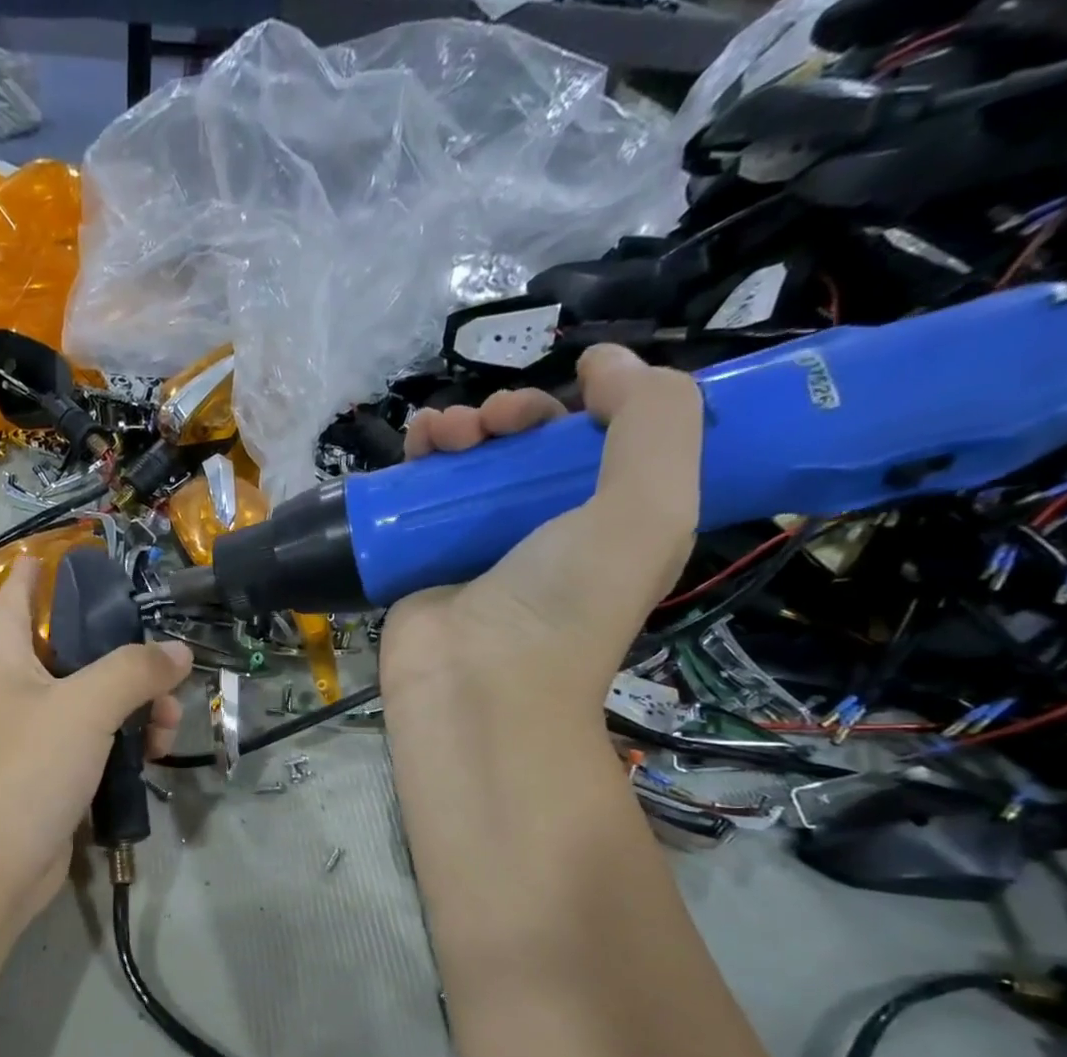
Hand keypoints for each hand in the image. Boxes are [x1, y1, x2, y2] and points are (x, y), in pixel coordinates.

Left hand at [0, 556, 192, 942]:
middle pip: (72, 649)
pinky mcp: (50, 776)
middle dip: (123, 653)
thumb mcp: (85, 707)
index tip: (78, 552)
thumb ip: (134, 670)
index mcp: (3, 657)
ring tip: (171, 724)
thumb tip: (178, 651)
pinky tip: (156, 755)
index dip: (43, 569)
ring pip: (93, 701)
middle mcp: (14, 690)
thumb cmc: (25, 770)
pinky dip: (125, 743)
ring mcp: (31, 736)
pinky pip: (95, 743)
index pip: (18, 595)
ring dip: (136, 705)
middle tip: (166, 664)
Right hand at [381, 345, 701, 714]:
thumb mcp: (650, 507)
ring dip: (459, 429)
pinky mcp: (423, 561)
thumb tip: (603, 363)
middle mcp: (546, 532)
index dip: (593, 406)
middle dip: (513, 414)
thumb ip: (653, 419)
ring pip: (469, 466)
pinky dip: (416, 462)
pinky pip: (419, 497)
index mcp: (612, 522)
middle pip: (530, 449)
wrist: (477, 683)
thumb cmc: (567, 601)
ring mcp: (478, 548)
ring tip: (442, 433)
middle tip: (494, 422)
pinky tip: (413, 448)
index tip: (572, 391)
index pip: (606, 446)